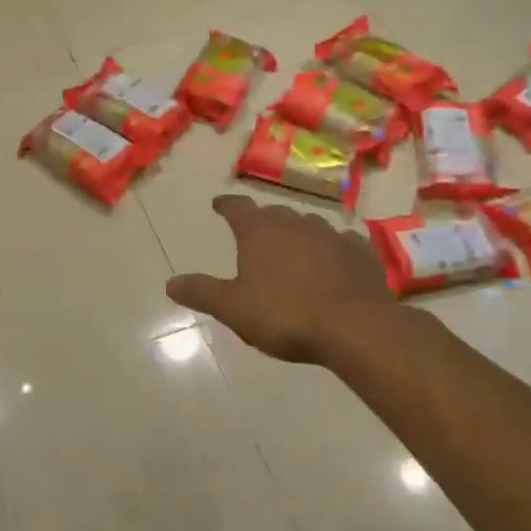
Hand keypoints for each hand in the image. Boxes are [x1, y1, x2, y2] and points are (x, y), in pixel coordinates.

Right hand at [167, 195, 390, 363]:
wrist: (356, 327)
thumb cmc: (286, 315)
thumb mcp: (234, 309)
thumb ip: (202, 292)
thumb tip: (170, 283)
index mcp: (260, 232)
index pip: (237, 207)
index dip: (226, 205)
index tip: (219, 204)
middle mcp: (295, 224)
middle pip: (273, 214)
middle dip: (262, 221)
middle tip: (255, 232)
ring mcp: (331, 235)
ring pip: (308, 225)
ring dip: (297, 233)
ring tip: (291, 248)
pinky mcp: (361, 252)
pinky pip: (341, 242)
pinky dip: (332, 248)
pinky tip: (333, 260)